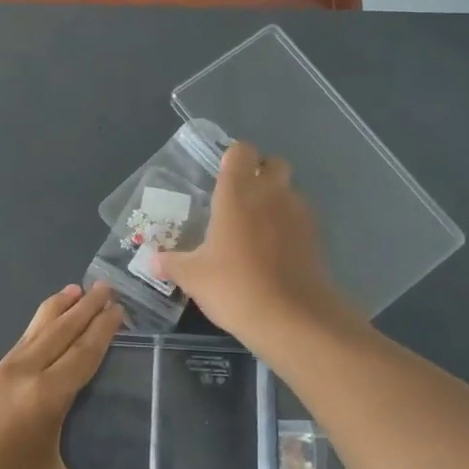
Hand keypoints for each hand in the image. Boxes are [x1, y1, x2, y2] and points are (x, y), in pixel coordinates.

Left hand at [0, 282, 137, 468]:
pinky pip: (13, 349)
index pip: (82, 353)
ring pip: (31, 335)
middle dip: (83, 308)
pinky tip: (33, 340)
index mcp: (46, 397)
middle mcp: (21, 376)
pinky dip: (32, 334)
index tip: (117, 306)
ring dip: (55, 312)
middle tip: (103, 286)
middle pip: (58, 333)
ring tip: (70, 291)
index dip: (102, 328)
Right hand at [153, 139, 352, 344]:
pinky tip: (273, 250)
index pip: (241, 151)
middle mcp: (271, 193)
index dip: (232, 158)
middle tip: (239, 198)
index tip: (220, 176)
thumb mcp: (193, 277)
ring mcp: (298, 213)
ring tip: (256, 227)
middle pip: (273, 163)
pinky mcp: (316, 235)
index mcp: (237, 192)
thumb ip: (172, 263)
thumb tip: (152, 261)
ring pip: (289, 189)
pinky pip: (299, 216)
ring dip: (275, 198)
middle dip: (259, 172)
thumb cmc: (235, 287)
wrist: (292, 318)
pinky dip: (288, 224)